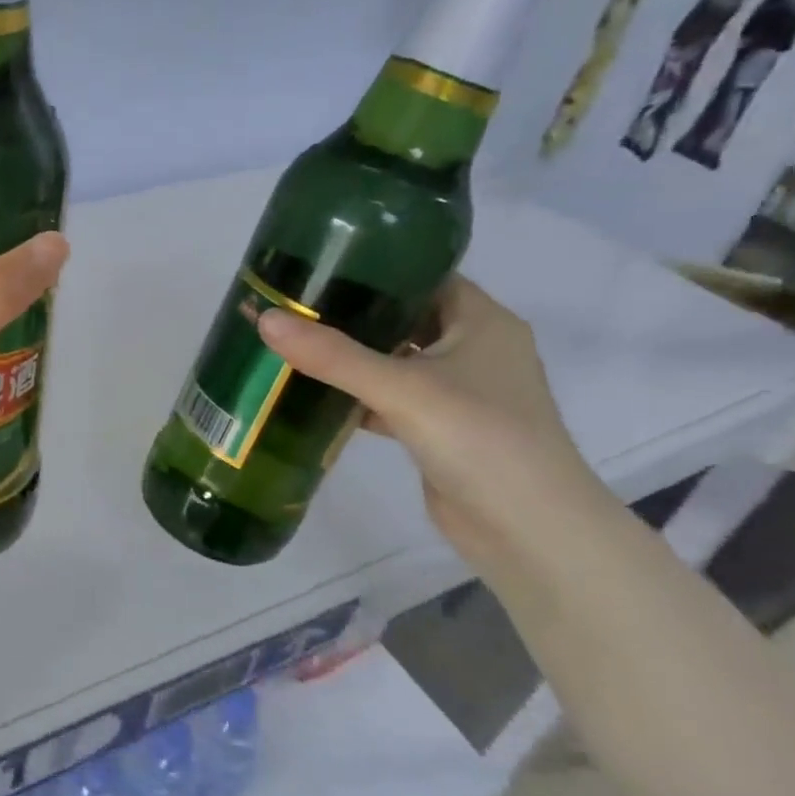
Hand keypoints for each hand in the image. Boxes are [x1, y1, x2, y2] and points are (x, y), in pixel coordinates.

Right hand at [257, 276, 612, 571]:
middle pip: (404, 317)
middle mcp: (475, 348)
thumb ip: (332, 355)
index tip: (318, 264)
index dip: (374, 266)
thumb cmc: (479, 438)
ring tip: (294, 341)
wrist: (529, 531)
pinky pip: (391, 399)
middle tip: (294, 303)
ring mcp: (459, 392)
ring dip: (351, 357)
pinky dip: (357, 396)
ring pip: (395, 360)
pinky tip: (315, 394)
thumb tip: (265, 319)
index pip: (423, 275)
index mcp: (482, 321)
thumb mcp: (401, 388)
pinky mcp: (441, 429)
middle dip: (352, 313)